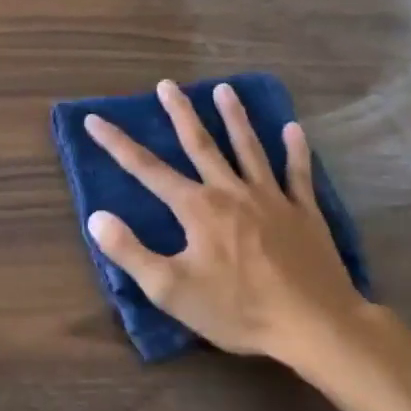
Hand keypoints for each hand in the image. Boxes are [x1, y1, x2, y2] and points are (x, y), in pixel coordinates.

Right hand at [84, 80, 363, 369]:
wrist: (316, 326)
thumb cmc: (238, 310)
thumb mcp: (171, 290)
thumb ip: (130, 252)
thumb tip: (96, 217)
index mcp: (197, 208)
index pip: (146, 169)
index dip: (116, 143)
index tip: (94, 119)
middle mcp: (231, 191)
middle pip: (201, 144)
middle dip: (180, 113)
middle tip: (167, 84)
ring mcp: (271, 199)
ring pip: (248, 148)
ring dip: (235, 117)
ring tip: (225, 89)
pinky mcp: (304, 213)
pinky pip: (298, 174)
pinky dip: (296, 150)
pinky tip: (294, 129)